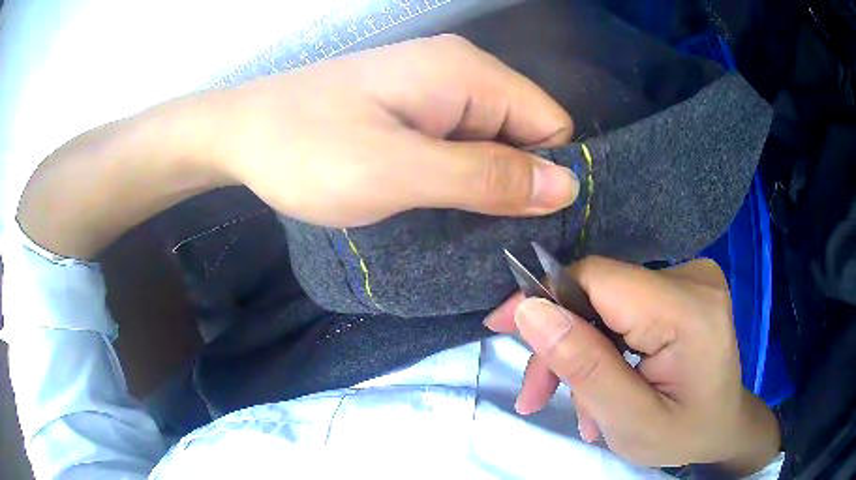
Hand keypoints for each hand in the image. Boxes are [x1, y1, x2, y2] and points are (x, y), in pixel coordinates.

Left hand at [209, 34, 577, 226]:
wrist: (241, 134)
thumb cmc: (309, 151)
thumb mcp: (399, 173)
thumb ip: (486, 177)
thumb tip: (566, 186)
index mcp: (469, 73)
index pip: (551, 123)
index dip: (546, 174)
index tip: (519, 222)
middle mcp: (461, 70)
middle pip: (525, 131)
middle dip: (512, 182)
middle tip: (475, 227)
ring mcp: (434, 85)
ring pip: (492, 140)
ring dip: (480, 182)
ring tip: (447, 217)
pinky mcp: (411, 105)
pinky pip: (459, 141)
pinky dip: (454, 174)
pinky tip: (428, 197)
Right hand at [484, 257, 780, 473]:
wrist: (724, 426)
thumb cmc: (685, 433)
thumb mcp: (630, 422)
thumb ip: (584, 367)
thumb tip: (530, 311)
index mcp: (689, 310)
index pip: (598, 278)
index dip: (544, 298)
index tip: (503, 330)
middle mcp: (691, 276)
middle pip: (598, 292)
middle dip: (563, 345)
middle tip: (541, 397)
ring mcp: (689, 277)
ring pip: (606, 302)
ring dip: (583, 352)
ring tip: (584, 408)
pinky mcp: (681, 286)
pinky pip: (624, 306)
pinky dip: (604, 344)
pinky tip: (606, 383)